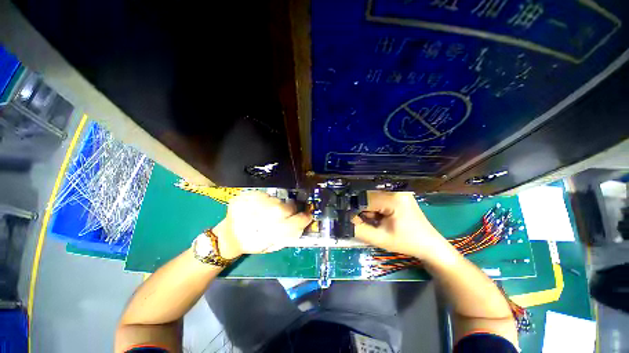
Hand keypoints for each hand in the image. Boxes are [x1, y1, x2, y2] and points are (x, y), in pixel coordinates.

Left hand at [213, 191, 311, 258]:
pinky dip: (264, 199)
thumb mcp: (273, 246)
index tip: (306, 215)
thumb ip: (289, 234)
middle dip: (289, 209)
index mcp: (269, 235)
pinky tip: (259, 206)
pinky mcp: (243, 198)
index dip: (303, 218)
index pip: (294, 223)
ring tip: (268, 211)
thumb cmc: (254, 243)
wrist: (229, 236)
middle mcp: (260, 219)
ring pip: (274, 200)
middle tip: (285, 212)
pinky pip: (262, 194)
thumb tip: (303, 222)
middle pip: (285, 207)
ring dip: (276, 204)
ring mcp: (249, 206)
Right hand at [352, 191, 446, 259]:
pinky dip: (375, 207)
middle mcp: (395, 189)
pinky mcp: (397, 193)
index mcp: (393, 198)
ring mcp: (397, 190)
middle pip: (367, 196)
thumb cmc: (406, 243)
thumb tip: (342, 219)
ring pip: (371, 196)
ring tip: (376, 221)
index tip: (351, 221)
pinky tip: (380, 217)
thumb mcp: (379, 239)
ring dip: (368, 209)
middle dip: (362, 210)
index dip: (354, 210)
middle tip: (368, 223)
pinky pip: (378, 197)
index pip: (364, 199)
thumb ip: (358, 229)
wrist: (429, 244)